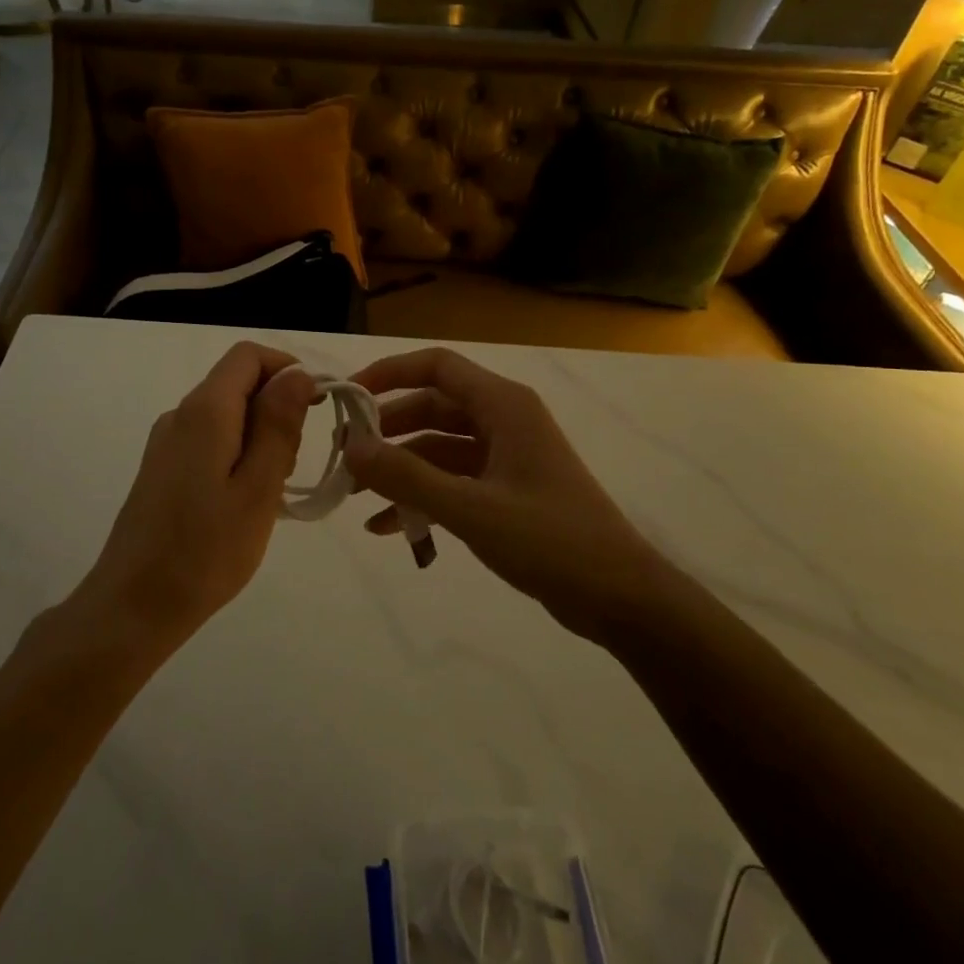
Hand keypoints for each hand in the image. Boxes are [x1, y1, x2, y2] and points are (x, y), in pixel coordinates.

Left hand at [80, 342, 315, 641]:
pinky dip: (238, 455)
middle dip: (277, 410)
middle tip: (292, 466)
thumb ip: (279, 425)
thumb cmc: (205, 551)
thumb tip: (297, 374)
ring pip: (227, 415)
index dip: (288, 369)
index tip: (318, 406)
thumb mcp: (258, 489)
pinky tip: (245, 502)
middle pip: (238, 384)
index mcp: (204, 412)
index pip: (248, 356)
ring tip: (270, 492)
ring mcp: (167, 443)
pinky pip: (210, 441)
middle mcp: (180, 415)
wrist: (133, 606)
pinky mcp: (163, 469)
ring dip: (260, 437)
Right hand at [345, 348, 663, 626]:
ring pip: (439, 447)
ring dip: (400, 468)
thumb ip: (407, 477)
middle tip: (344, 455)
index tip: (348, 396)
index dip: (389, 372)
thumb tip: (350, 447)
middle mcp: (504, 421)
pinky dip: (421, 496)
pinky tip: (387, 526)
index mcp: (504, 406)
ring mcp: (505, 457)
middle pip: (432, 407)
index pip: (437, 366)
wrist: (619, 597)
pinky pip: (452, 481)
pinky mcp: (506, 490)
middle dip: (387, 430)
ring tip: (355, 494)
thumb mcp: (470, 509)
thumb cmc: (550, 541)